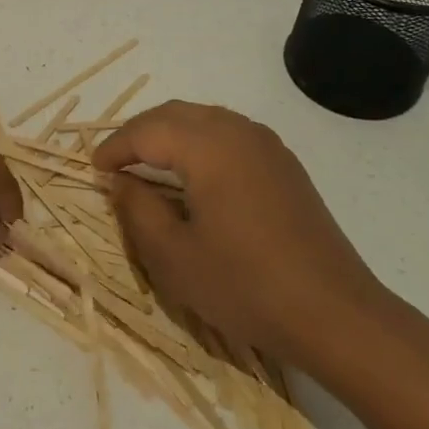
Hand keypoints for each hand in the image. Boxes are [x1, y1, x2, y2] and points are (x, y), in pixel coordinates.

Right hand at [94, 101, 390, 368]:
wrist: (336, 314)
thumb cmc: (246, 286)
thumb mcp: (174, 256)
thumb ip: (137, 209)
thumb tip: (120, 180)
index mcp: (207, 146)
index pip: (146, 131)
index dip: (115, 148)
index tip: (93, 170)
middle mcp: (237, 131)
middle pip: (174, 114)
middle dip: (139, 133)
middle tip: (115, 163)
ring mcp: (266, 145)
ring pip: (203, 119)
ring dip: (169, 134)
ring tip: (147, 166)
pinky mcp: (284, 164)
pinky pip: (229, 134)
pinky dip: (199, 142)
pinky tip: (193, 175)